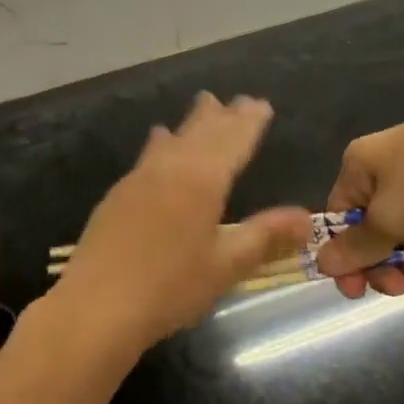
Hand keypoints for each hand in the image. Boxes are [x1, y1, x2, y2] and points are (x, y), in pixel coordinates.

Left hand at [51, 93, 312, 354]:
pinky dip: (163, 141)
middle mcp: (171, 168)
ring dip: (193, 122)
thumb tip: (306, 216)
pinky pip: (150, 153)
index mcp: (202, 180)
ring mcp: (141, 177)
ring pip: (174, 138)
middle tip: (238, 99)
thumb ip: (265, 235)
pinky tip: (160, 139)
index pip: (233, 141)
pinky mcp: (119, 192)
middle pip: (202, 133)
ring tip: (204, 104)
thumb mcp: (226, 265)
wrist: (97, 304)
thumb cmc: (170, 287)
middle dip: (223, 115)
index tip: (261, 104)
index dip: (249, 122)